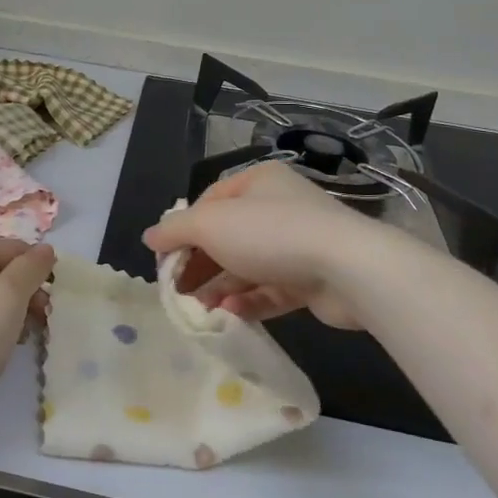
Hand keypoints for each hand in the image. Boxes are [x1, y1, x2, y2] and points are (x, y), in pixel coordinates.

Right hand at [143, 163, 377, 329]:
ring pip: (248, 266)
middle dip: (200, 264)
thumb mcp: (211, 224)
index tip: (165, 258)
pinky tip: (228, 316)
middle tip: (178, 290)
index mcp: (257, 181)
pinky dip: (247, 302)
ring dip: (220, 287)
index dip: (183, 229)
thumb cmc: (271, 232)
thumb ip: (176, 229)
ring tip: (199, 310)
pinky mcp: (312, 279)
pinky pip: (271, 290)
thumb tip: (149, 237)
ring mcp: (298, 244)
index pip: (209, 202)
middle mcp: (279, 207)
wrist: (348, 268)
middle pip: (227, 236)